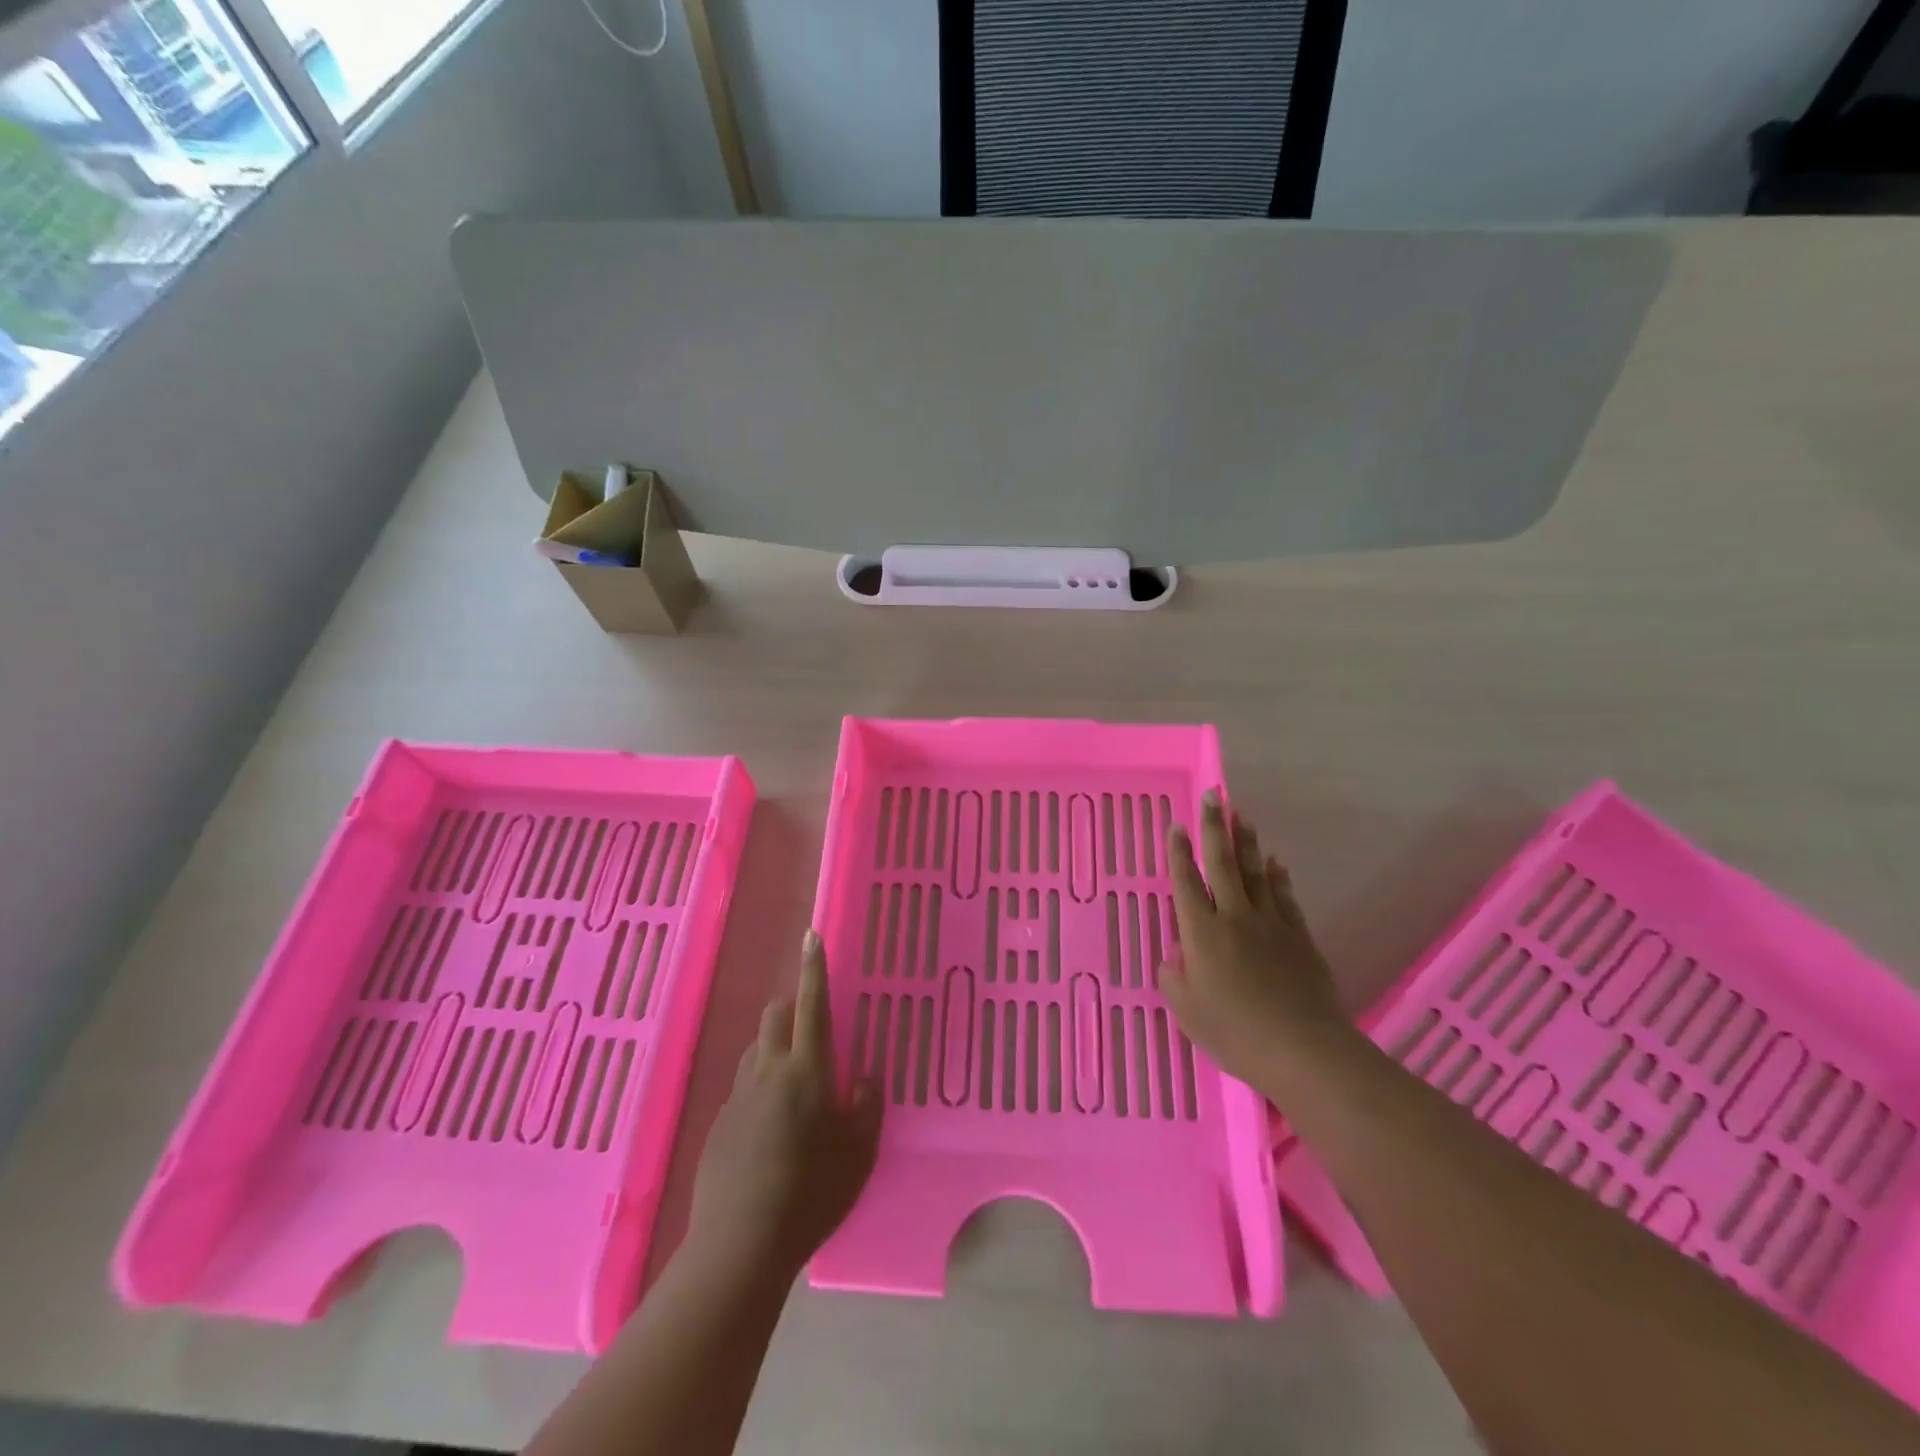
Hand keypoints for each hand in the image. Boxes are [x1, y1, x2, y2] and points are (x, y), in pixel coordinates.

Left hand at [688, 932, 882, 1277]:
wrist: (740, 1244)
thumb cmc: (811, 1192)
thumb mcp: (859, 1152)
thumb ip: (866, 1106)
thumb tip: (863, 1077)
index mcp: (806, 1069)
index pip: (812, 1004)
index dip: (814, 968)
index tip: (811, 935)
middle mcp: (768, 1070)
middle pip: (775, 1017)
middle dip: (792, 1010)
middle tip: (813, 1036)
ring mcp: (738, 1096)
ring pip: (756, 1049)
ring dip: (774, 1048)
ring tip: (794, 1085)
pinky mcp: (719, 1123)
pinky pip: (743, 1086)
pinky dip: (759, 1087)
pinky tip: (770, 1129)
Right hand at [1158, 791, 1347, 1087]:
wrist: (1304, 1050)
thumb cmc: (1235, 1033)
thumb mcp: (1186, 1011)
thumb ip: (1174, 977)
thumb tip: (1177, 954)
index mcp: (1201, 933)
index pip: (1186, 882)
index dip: (1179, 853)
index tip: (1177, 825)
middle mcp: (1234, 917)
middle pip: (1223, 863)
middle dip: (1215, 828)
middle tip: (1215, 795)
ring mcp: (1271, 924)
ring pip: (1256, 872)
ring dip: (1247, 841)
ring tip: (1242, 815)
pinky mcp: (1299, 937)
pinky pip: (1285, 897)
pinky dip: (1278, 876)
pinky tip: (1275, 862)